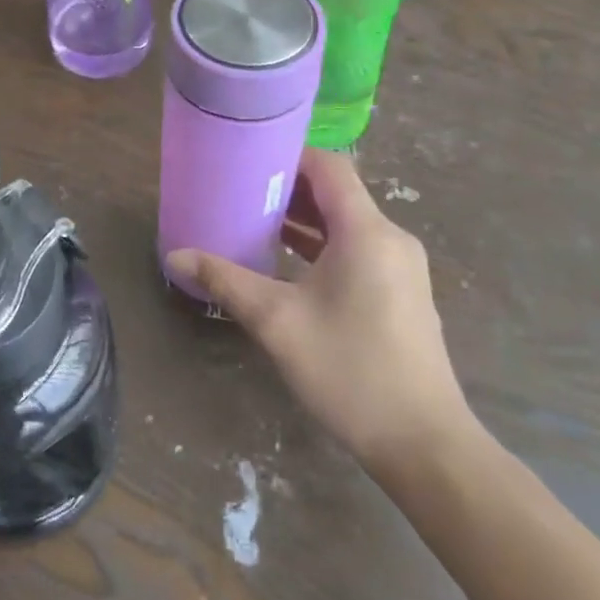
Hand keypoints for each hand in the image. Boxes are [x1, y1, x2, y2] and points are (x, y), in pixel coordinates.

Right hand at [165, 148, 468, 475]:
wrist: (423, 445)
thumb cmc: (349, 371)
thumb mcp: (276, 322)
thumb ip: (225, 281)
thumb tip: (176, 255)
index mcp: (366, 232)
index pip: (329, 166)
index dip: (289, 155)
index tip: (247, 158)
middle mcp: (390, 239)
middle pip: (337, 192)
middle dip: (288, 187)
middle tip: (239, 189)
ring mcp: (400, 267)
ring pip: (347, 222)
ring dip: (304, 218)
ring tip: (253, 220)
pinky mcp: (401, 292)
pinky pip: (357, 248)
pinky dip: (322, 244)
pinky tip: (286, 261)